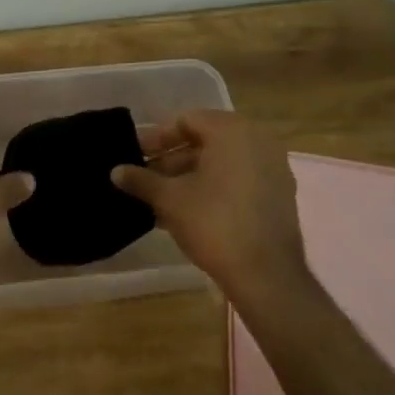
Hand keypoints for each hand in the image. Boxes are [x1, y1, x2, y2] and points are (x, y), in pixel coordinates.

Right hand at [111, 111, 316, 304]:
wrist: (266, 274)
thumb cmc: (214, 223)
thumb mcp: (169, 199)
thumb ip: (141, 180)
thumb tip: (115, 171)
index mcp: (232, 131)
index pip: (186, 120)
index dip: (156, 138)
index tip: (136, 155)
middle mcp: (258, 141)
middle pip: (205, 140)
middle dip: (171, 159)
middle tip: (145, 177)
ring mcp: (273, 168)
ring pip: (221, 162)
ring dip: (189, 176)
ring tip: (160, 199)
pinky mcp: (279, 195)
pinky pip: (239, 179)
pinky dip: (213, 188)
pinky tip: (186, 212)